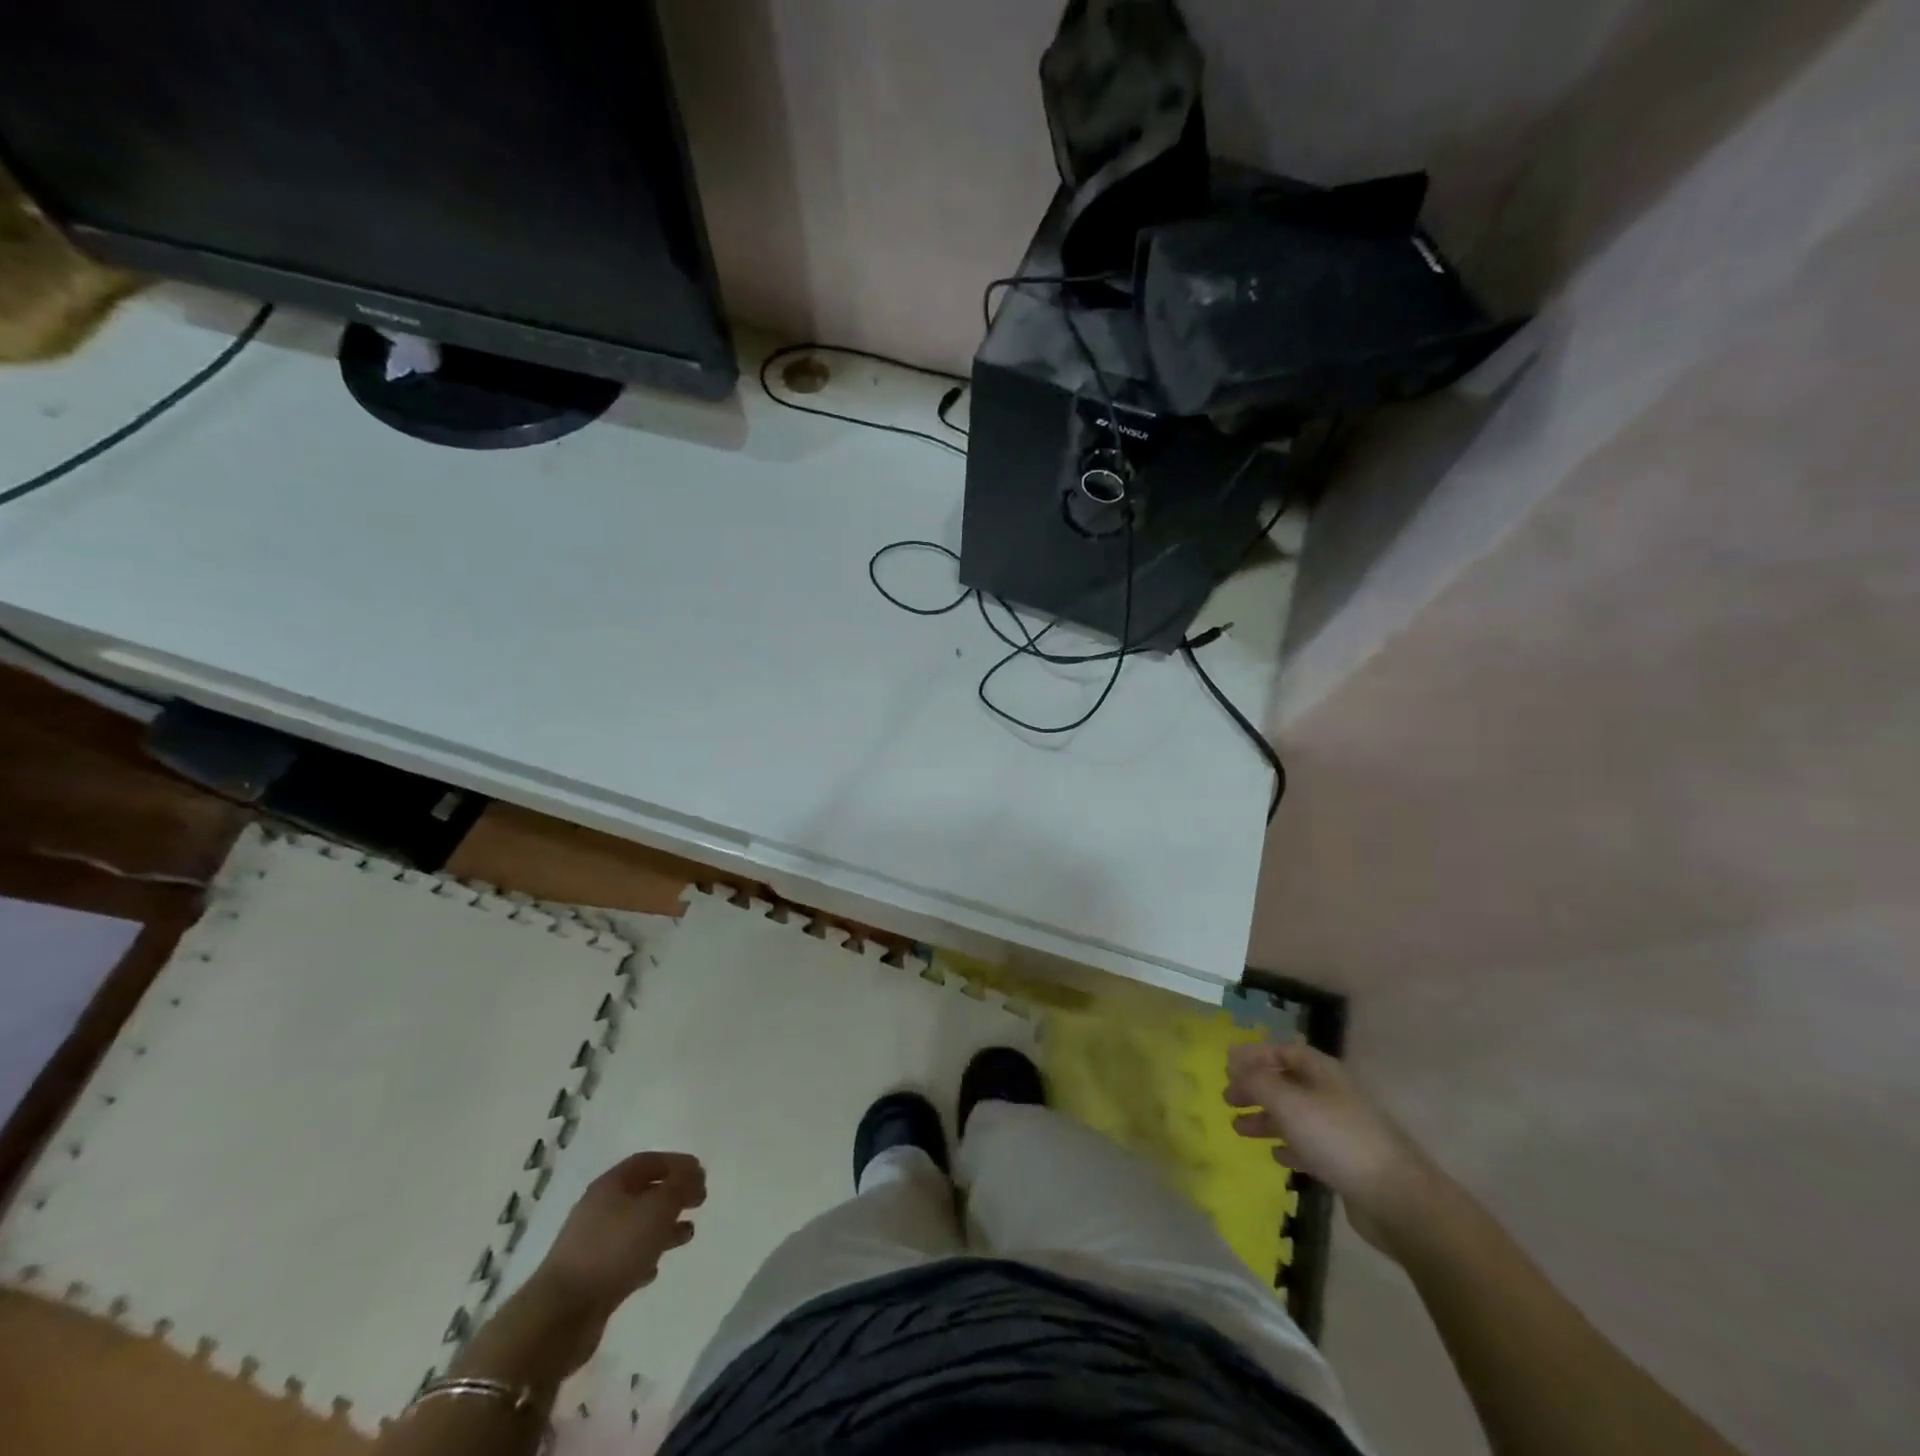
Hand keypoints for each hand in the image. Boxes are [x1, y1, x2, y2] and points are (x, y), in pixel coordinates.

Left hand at [532, 1151, 705, 1318]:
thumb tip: (694, 1174)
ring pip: (636, 1226)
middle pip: (642, 1192)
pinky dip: (644, 1256)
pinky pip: (624, 1257)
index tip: (701, 1173)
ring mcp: (592, 1244)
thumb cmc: (614, 1249)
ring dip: (663, 1227)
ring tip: (687, 1234)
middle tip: (699, 1202)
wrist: (561, 1315)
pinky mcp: (591, 1277)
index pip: (648, 1161)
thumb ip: (680, 1186)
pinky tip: (655, 1268)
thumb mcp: (657, 1208)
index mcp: (611, 1184)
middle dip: (672, 1195)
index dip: (676, 1163)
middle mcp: (599, 1208)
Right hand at [1225, 1041, 1434, 1252]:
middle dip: (1256, 1088)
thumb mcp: (1288, 1103)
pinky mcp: (1346, 1162)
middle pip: (1287, 1083)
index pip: (1284, 1051)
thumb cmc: (1337, 1138)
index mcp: (1322, 1072)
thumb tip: (1236, 1065)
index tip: (1227, 1065)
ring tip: (1238, 1129)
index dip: (1255, 1055)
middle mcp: (1332, 1094)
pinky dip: (1289, 1146)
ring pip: (1294, 1115)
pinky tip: (1275, 1155)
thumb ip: (1257, 1081)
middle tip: (1228, 1099)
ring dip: (1266, 1119)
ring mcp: (1341, 1129)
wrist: (1397, 1198)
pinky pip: (1309, 1145)